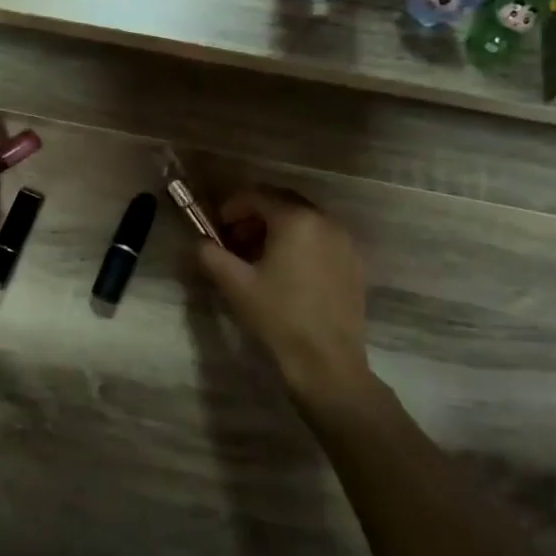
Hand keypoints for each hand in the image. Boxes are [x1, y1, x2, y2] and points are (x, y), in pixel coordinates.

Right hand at [197, 186, 383, 407]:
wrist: (327, 360)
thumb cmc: (278, 316)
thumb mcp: (234, 283)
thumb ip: (210, 254)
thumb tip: (200, 242)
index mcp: (295, 219)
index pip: (257, 195)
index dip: (232, 206)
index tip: (217, 227)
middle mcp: (325, 220)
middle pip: (283, 203)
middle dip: (255, 216)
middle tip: (235, 241)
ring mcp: (345, 241)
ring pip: (304, 220)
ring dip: (277, 229)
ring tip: (258, 258)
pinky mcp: (355, 263)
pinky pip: (322, 239)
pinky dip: (300, 243)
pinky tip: (287, 272)